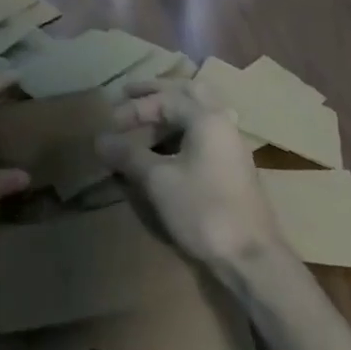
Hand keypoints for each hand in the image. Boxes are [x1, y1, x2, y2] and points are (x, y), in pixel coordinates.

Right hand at [97, 81, 284, 274]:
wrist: (251, 257)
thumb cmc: (203, 211)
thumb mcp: (158, 181)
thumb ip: (129, 155)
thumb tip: (100, 139)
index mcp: (207, 118)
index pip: (166, 98)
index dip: (135, 108)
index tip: (110, 123)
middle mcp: (223, 122)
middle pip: (189, 92)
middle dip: (157, 92)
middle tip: (129, 92)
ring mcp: (231, 144)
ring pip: (200, 111)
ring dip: (172, 109)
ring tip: (147, 118)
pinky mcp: (234, 166)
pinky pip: (206, 131)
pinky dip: (183, 128)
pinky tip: (170, 144)